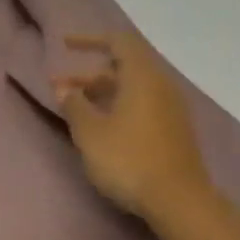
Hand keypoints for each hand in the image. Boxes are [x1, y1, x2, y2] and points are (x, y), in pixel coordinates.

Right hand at [52, 32, 213, 222]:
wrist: (177, 199)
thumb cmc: (128, 160)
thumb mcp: (91, 133)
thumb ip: (75, 106)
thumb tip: (66, 88)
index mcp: (142, 77)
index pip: (119, 42)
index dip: (90, 39)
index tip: (65, 45)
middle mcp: (161, 85)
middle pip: (125, 66)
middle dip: (89, 73)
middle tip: (61, 86)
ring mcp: (170, 109)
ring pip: (133, 88)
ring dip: (103, 92)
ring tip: (76, 108)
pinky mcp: (173, 130)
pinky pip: (142, 105)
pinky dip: (118, 105)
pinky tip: (102, 126)